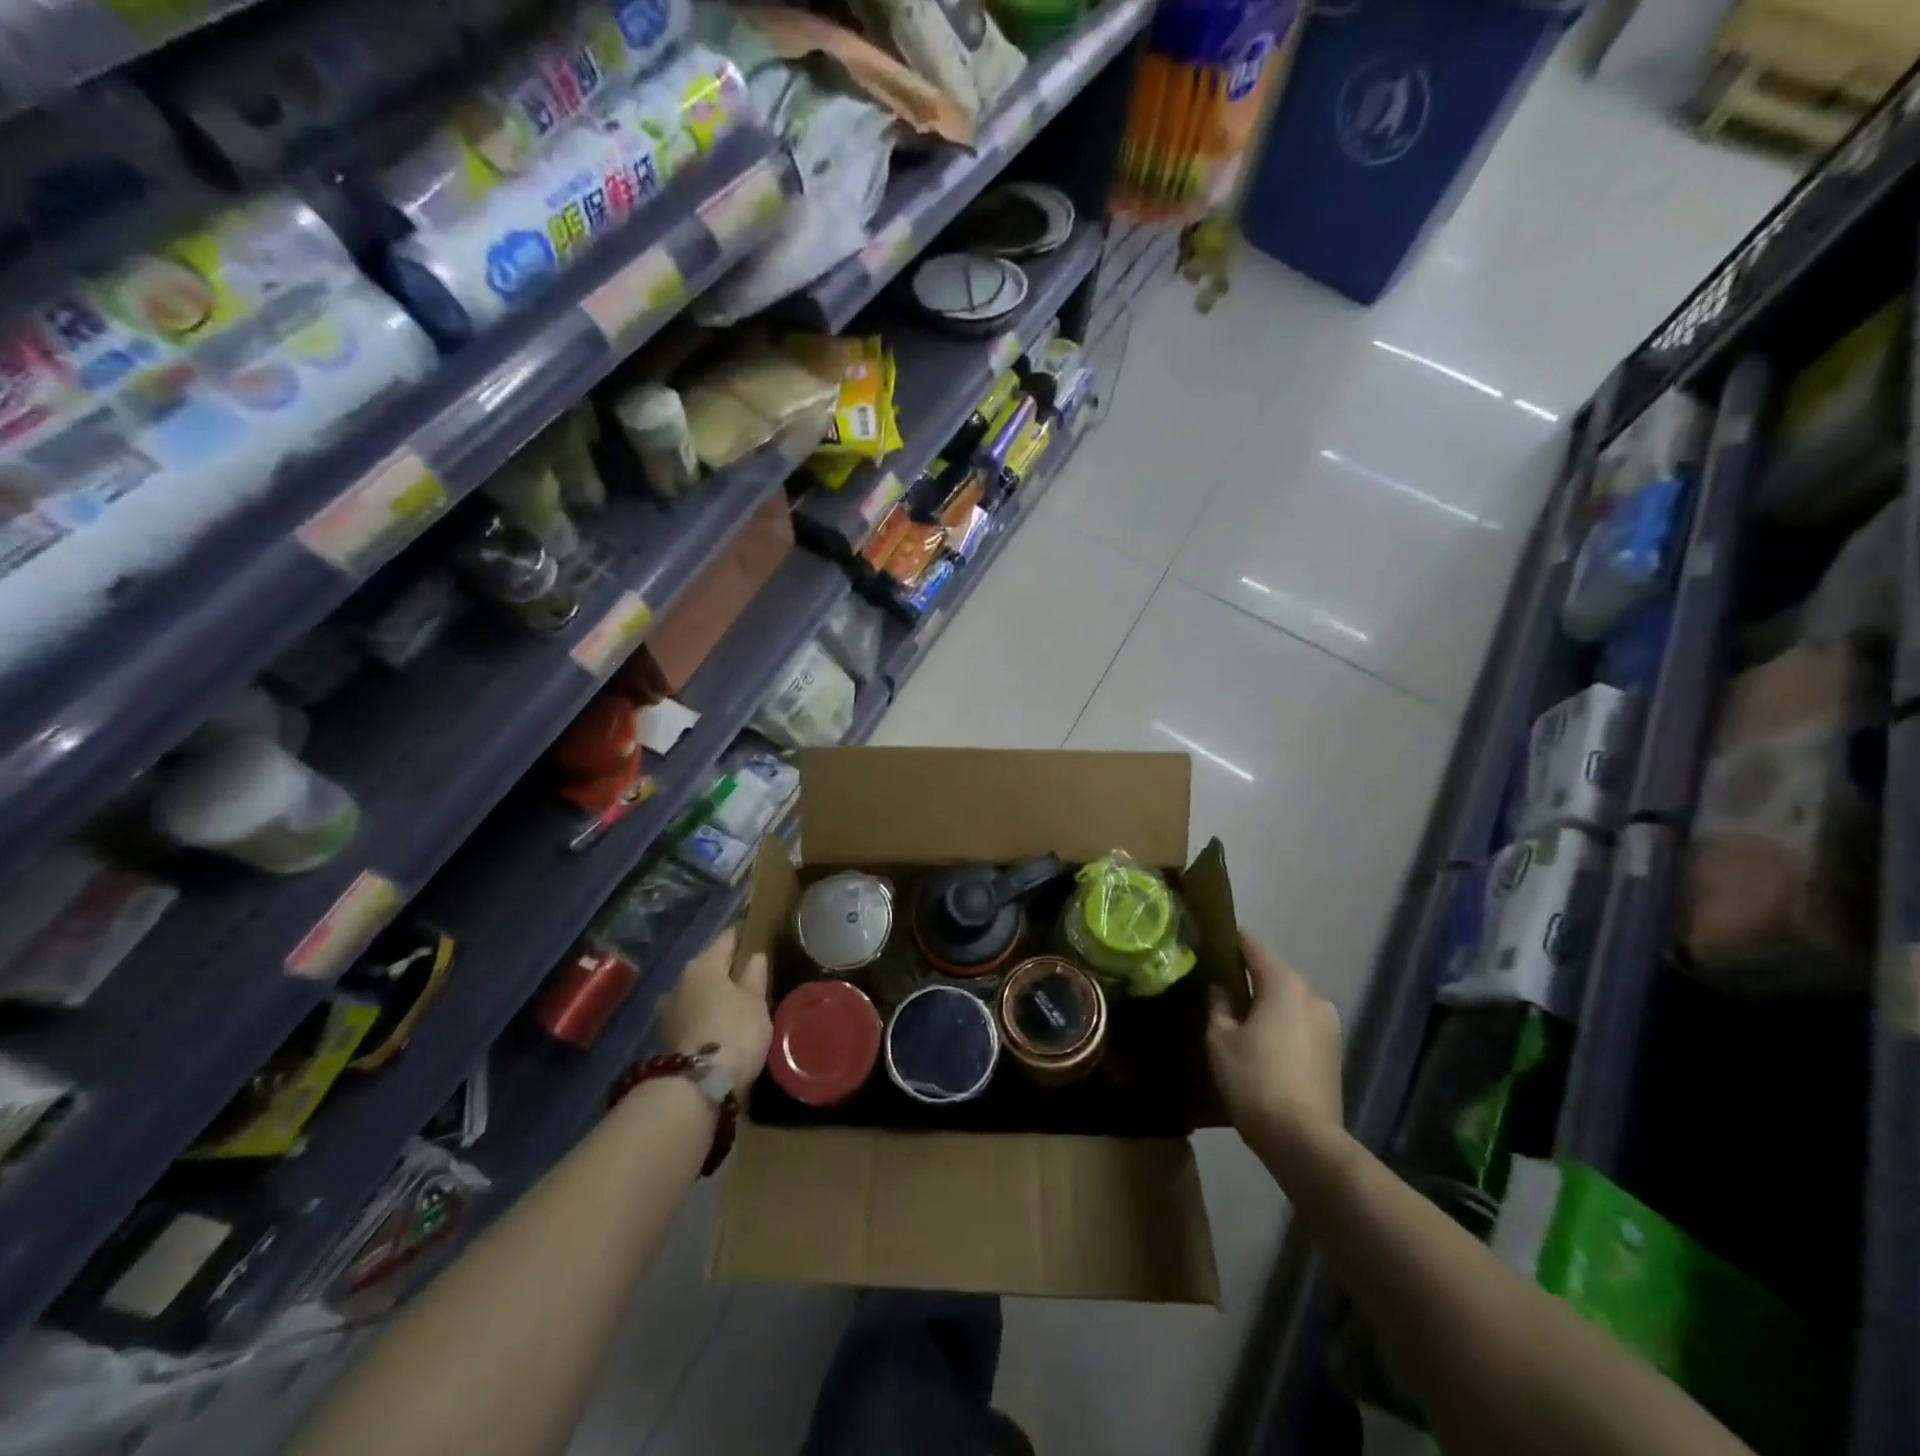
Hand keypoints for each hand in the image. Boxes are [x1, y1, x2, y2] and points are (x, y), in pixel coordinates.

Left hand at [656, 927, 770, 1089]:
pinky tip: (718, 1027)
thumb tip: (755, 956)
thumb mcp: (756, 1002)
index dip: (743, 936)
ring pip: (696, 992)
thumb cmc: (734, 1032)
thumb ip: (755, 976)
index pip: (727, 939)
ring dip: (712, 996)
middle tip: (750, 977)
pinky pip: (690, 1015)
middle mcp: (679, 980)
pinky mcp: (664, 1037)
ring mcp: (667, 1010)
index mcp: (704, 964)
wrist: (695, 1086)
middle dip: (726, 970)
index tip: (756, 936)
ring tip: (734, 1006)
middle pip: (708, 966)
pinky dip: (703, 1016)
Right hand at [1207, 930, 1344, 1177]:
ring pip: (1287, 1001)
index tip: (1204, 940)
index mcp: (1284, 983)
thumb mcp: (1219, 1038)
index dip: (1227, 939)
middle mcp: (1312, 995)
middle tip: (1214, 986)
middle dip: (1245, 977)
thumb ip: (1217, 1003)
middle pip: (1272, 973)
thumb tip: (1219, 986)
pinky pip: (1299, 1023)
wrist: (1305, 1143)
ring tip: (1235, 1019)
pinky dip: (1280, 1025)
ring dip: (1264, 1004)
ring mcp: (1329, 1024)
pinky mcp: (1334, 1051)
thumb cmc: (1255, 1081)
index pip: (1252, 944)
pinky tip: (1260, 1045)